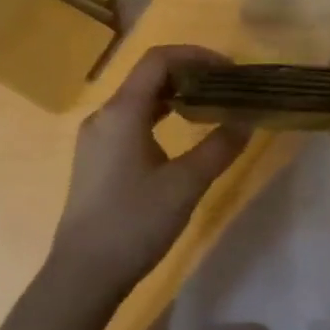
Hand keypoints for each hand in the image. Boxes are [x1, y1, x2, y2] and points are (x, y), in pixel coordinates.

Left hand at [49, 45, 249, 293]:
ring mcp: (95, 137)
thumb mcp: (185, 185)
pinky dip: (158, 115)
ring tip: (208, 107)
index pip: (158, 60)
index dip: (196, 55)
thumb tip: (247, 121)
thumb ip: (219, 148)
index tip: (229, 70)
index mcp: (122, 112)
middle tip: (224, 88)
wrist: (83, 274)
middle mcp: (104, 115)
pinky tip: (178, 135)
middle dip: (188, 74)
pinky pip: (129, 120)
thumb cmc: (134, 223)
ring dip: (173, 95)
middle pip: (147, 75)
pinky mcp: (95, 158)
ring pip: (138, 99)